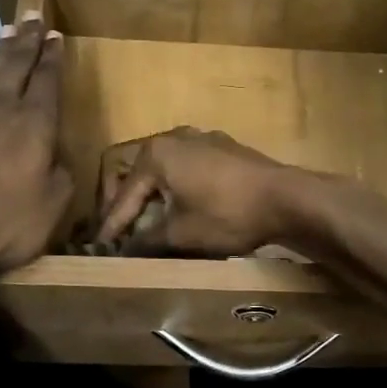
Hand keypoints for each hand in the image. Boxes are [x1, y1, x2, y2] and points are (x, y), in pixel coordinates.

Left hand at [0, 14, 73, 281]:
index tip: (55, 34)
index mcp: (34, 125)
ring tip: (7, 37)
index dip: (53, 57)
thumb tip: (54, 160)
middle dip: (27, 41)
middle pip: (16, 67)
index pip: (47, 81)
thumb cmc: (7, 223)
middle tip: (31, 16)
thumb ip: (61, 176)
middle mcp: (1, 114)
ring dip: (2, 58)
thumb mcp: (55, 205)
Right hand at [94, 128, 304, 256]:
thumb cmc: (227, 214)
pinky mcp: (223, 148)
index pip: (123, 195)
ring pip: (163, 169)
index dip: (111, 225)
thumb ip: (146, 240)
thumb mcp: (181, 234)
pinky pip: (187, 167)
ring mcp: (201, 138)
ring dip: (152, 196)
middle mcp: (173, 137)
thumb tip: (125, 249)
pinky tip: (180, 208)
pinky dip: (176, 188)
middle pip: (137, 173)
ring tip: (147, 223)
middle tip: (119, 231)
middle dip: (126, 204)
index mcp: (156, 154)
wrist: (287, 198)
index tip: (100, 248)